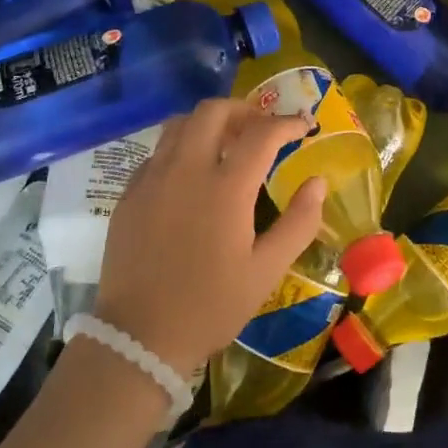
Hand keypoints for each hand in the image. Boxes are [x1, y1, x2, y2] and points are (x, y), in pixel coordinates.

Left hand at [94, 100, 325, 374]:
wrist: (139, 338)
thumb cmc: (211, 306)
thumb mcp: (266, 271)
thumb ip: (298, 222)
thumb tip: (317, 182)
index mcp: (225, 188)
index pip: (262, 134)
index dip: (287, 123)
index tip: (304, 126)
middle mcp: (186, 170)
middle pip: (213, 111)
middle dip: (243, 109)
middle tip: (261, 127)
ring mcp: (151, 179)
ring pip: (179, 124)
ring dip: (208, 122)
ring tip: (226, 141)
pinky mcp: (129, 194)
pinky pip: (157, 153)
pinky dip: (180, 148)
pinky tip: (190, 175)